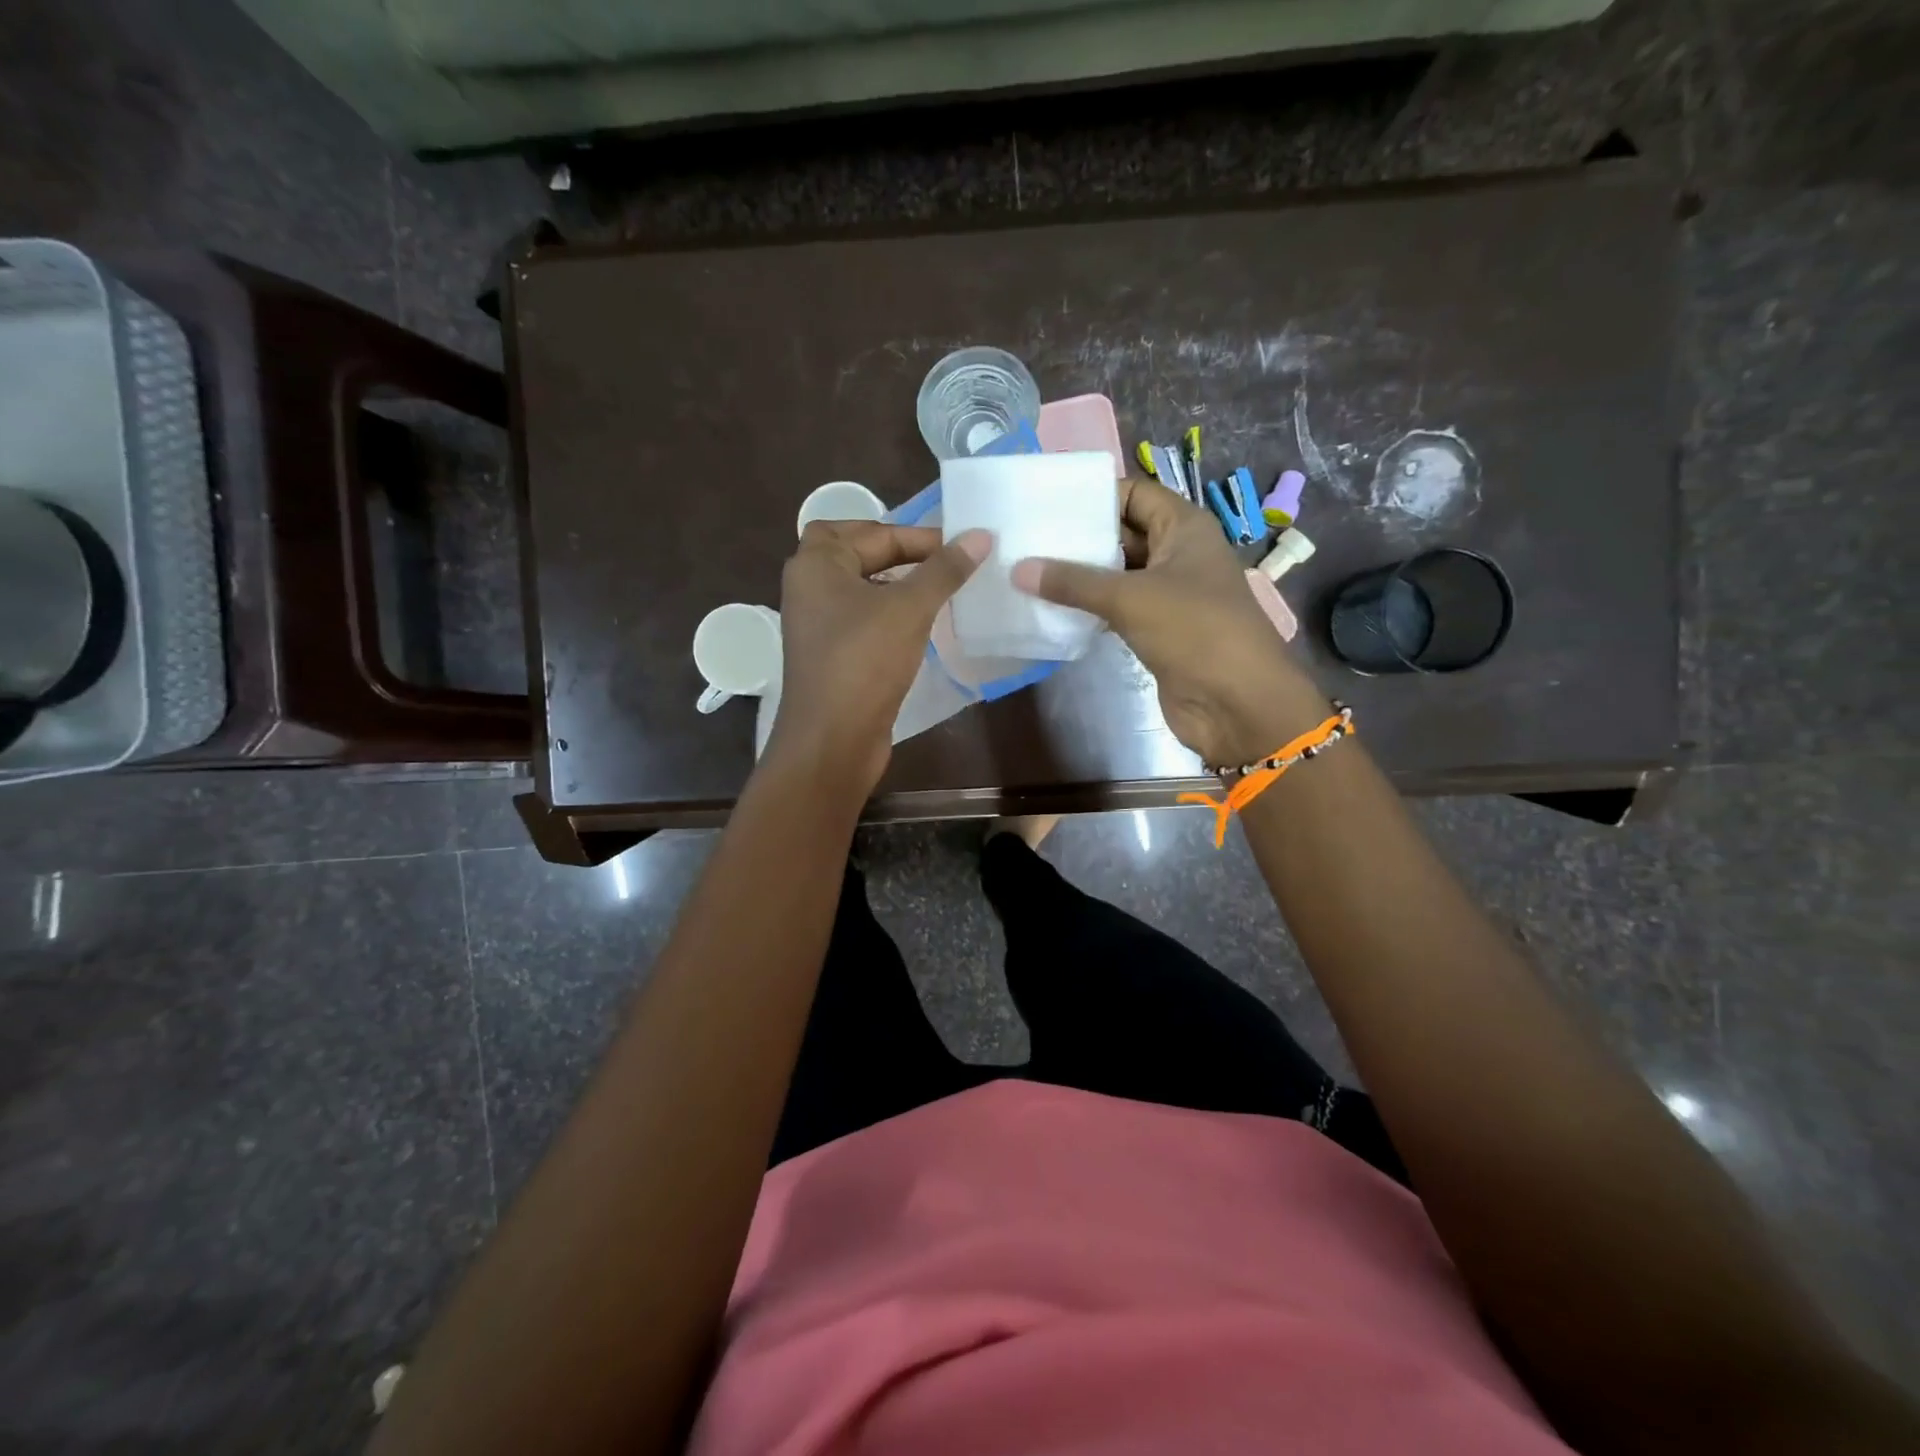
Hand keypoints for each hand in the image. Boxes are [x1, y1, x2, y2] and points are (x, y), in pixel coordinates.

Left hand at [765, 521, 988, 792]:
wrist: (833, 739)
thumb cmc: (865, 662)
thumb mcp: (910, 608)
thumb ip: (944, 569)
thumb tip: (980, 536)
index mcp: (817, 564)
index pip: (873, 531)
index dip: (920, 535)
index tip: (964, 547)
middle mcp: (810, 587)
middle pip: (858, 552)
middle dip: (900, 552)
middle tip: (942, 561)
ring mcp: (818, 624)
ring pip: (862, 588)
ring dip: (898, 584)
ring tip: (940, 590)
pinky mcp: (831, 654)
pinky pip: (864, 619)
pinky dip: (890, 614)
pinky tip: (922, 626)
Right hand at [1011, 478, 1325, 768]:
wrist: (1237, 704)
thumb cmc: (1195, 631)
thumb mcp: (1131, 597)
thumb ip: (1074, 582)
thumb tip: (1018, 569)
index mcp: (1184, 528)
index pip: (1134, 494)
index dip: (1094, 496)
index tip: (1045, 505)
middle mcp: (1178, 554)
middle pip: (1123, 534)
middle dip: (1080, 538)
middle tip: (1027, 540)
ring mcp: (1169, 595)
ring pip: (1118, 575)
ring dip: (1081, 577)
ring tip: (1029, 572)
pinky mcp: (1158, 631)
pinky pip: (1118, 609)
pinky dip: (1090, 609)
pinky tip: (1052, 611)